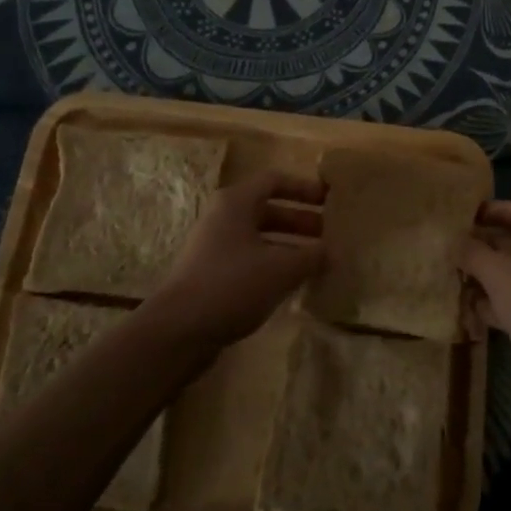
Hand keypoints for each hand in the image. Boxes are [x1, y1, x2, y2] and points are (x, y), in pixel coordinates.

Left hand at [146, 170, 324, 349]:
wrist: (178, 330)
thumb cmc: (232, 284)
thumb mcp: (281, 268)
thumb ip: (311, 256)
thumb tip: (332, 252)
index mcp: (236, 203)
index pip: (275, 180)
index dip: (304, 188)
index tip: (330, 200)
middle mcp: (223, 218)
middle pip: (269, 210)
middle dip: (301, 221)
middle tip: (330, 235)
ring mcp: (215, 247)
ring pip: (261, 238)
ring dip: (290, 246)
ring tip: (319, 262)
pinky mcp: (212, 275)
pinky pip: (251, 260)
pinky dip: (274, 265)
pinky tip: (294, 284)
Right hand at [458, 201, 510, 397]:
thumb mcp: (500, 274)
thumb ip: (474, 253)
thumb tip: (454, 241)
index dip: (493, 210)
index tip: (464, 216)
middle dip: (487, 246)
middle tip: (454, 249)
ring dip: (490, 276)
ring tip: (456, 277)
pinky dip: (501, 303)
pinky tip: (472, 310)